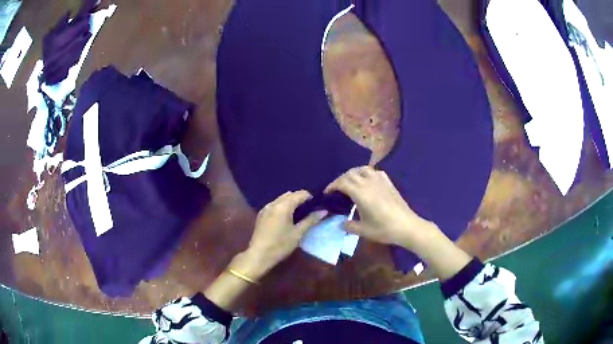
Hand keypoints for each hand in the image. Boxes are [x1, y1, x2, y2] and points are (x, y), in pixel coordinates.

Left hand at [235, 191, 327, 279]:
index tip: (318, 205)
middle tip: (310, 210)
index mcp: (283, 206)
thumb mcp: (298, 233)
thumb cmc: (280, 245)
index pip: (300, 194)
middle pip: (290, 195)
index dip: (310, 197)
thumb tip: (323, 211)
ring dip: (291, 202)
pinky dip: (283, 206)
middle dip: (301, 199)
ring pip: (281, 199)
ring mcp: (266, 208)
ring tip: (300, 213)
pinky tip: (287, 217)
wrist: (259, 254)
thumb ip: (310, 220)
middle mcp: (274, 203)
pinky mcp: (261, 214)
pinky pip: (275, 204)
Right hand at [325, 166, 438, 250]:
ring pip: (363, 169)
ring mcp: (380, 180)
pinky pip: (375, 172)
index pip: (342, 183)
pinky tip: (367, 182)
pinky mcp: (389, 182)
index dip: (332, 186)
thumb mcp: (363, 230)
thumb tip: (340, 224)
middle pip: (351, 173)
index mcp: (360, 193)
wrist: (407, 226)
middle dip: (341, 179)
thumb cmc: (384, 229)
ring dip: (353, 173)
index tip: (327, 193)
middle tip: (336, 189)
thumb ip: (349, 226)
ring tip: (350, 182)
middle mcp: (369, 182)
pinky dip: (366, 173)